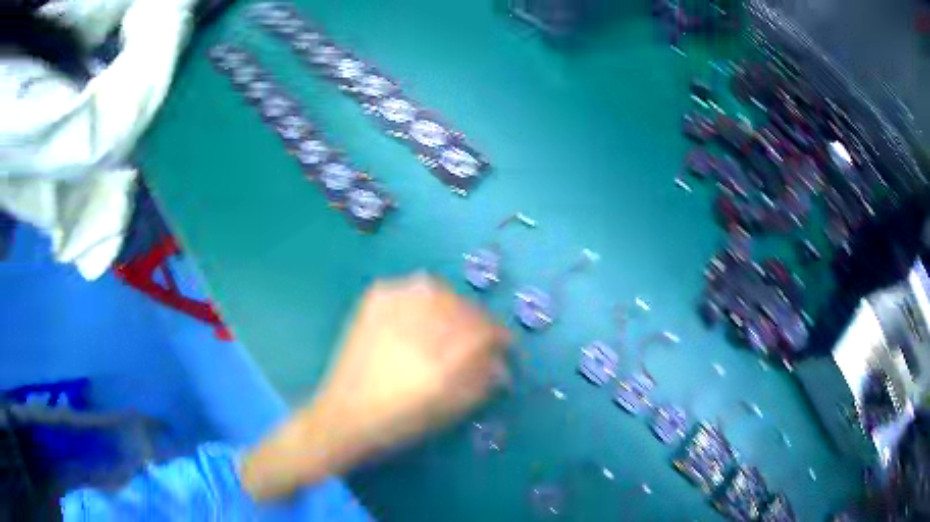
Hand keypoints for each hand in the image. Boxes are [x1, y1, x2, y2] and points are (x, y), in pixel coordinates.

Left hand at [241, 275, 510, 499]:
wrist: (345, 414)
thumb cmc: (400, 422)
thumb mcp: (450, 410)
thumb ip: (481, 381)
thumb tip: (500, 361)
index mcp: (441, 361)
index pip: (487, 330)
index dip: (500, 336)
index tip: (503, 345)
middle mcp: (419, 326)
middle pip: (466, 308)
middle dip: (478, 323)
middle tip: (477, 338)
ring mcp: (393, 307)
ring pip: (440, 291)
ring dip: (453, 307)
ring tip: (447, 326)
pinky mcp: (374, 300)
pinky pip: (412, 287)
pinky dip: (424, 298)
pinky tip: (420, 316)